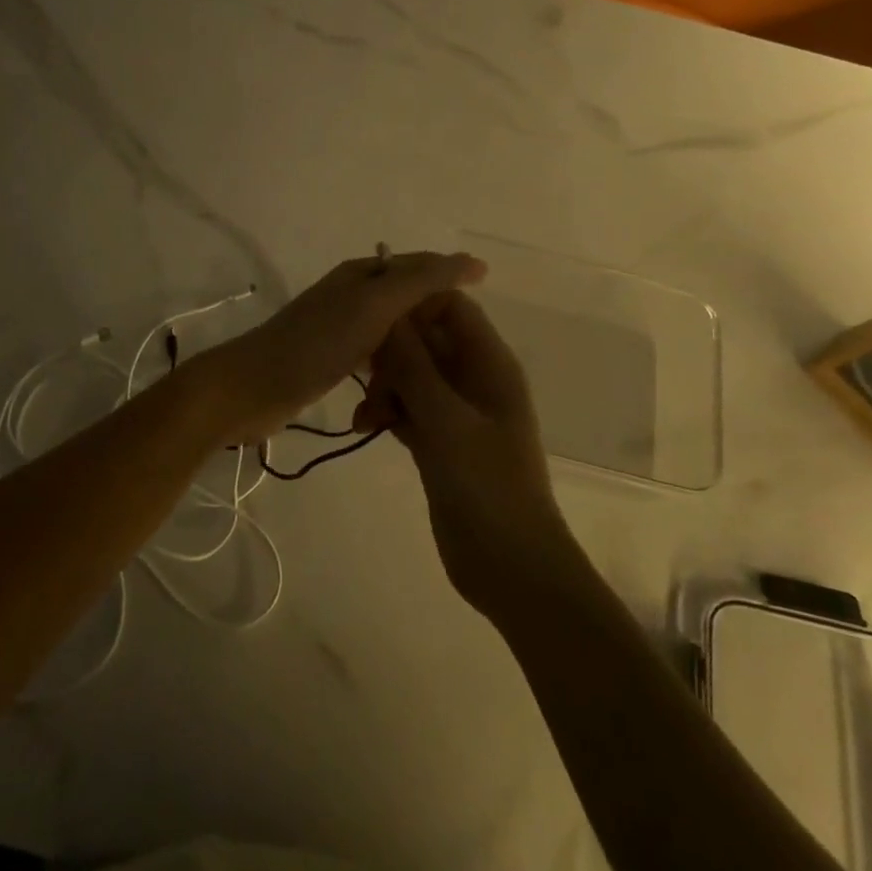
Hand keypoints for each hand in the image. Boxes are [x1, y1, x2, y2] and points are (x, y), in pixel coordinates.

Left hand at [207, 252, 485, 445]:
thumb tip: (472, 260)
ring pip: (391, 334)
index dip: (451, 279)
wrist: (251, 388)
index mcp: (361, 274)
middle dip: (433, 323)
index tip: (481, 314)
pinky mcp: (328, 361)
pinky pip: (373, 360)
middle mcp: (351, 295)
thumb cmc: (315, 344)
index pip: (419, 265)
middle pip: (406, 301)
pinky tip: (401, 393)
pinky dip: (390, 372)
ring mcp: (338, 329)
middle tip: (462, 357)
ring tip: (438, 378)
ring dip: (411, 352)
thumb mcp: (374, 306)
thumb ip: (421, 281)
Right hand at [357, 292, 578, 615]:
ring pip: (412, 376)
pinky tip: (366, 428)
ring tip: (365, 416)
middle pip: (426, 340)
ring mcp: (457, 413)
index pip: (451, 307)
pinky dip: (388, 413)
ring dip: (385, 387)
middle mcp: (474, 380)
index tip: (369, 317)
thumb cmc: (487, 487)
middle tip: (361, 375)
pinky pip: (408, 409)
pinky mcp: (441, 442)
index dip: (412, 304)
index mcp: (489, 364)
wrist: (510, 566)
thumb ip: (414, 367)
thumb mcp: (446, 422)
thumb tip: (387, 315)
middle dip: (391, 351)